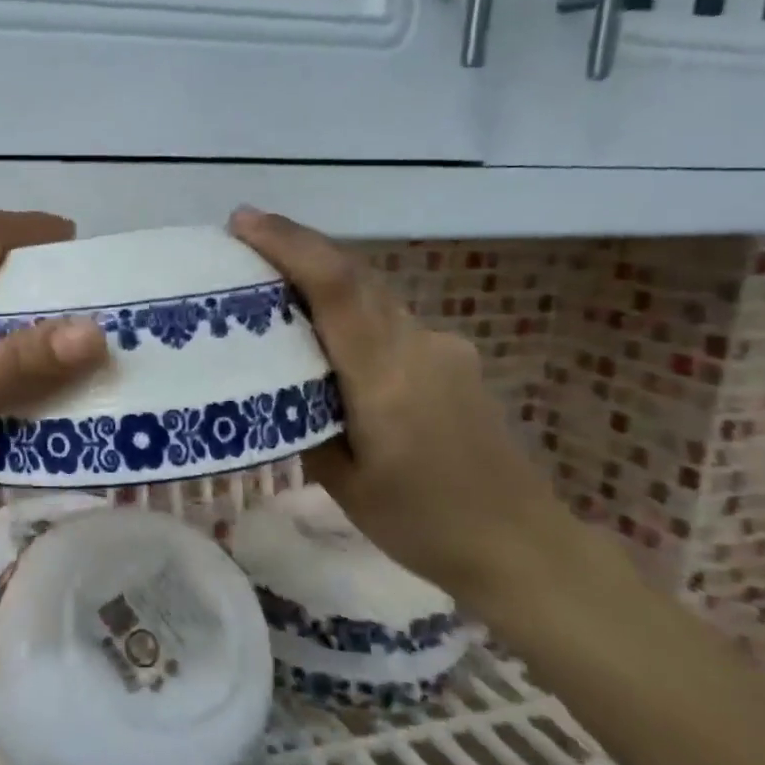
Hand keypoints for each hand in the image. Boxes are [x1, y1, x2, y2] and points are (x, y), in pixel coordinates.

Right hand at [228, 207, 569, 608]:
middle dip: (297, 248)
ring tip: (276, 289)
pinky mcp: (454, 359)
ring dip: (324, 277)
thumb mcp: (343, 483)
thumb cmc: (423, 523)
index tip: (242, 221)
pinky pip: (390, 319)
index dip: (288, 245)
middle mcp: (417, 345)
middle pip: (353, 275)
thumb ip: (305, 421)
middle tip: (244, 244)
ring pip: (373, 294)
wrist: (522, 543)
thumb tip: (277, 384)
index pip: (334, 287)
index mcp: (385, 376)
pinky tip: (332, 341)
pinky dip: (352, 311)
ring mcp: (442, 347)